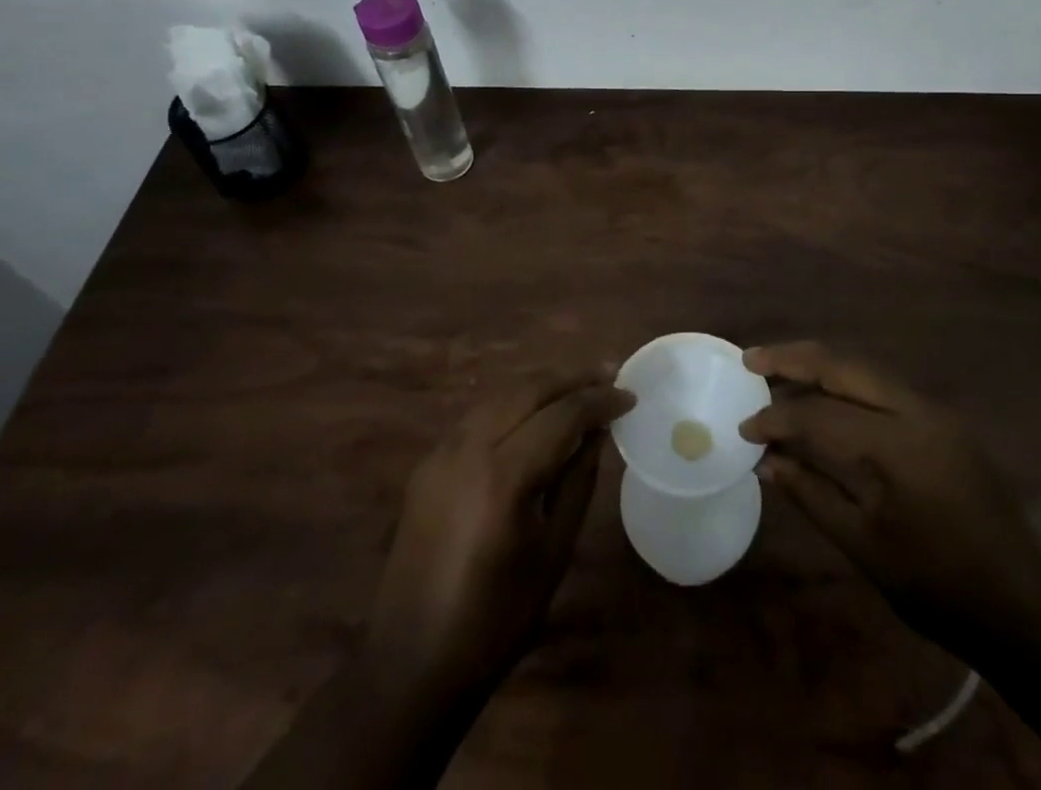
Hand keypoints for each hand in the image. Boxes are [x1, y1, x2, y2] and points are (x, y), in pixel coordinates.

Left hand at [366, 366, 634, 696]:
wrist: (411, 665)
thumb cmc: (496, 620)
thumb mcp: (553, 551)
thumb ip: (578, 481)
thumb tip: (597, 432)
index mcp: (503, 477)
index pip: (561, 415)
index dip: (598, 400)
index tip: (629, 396)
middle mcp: (468, 450)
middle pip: (528, 390)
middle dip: (572, 379)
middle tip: (608, 375)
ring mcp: (441, 453)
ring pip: (500, 395)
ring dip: (542, 386)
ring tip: (578, 388)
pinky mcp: (427, 464)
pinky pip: (478, 416)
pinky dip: (513, 404)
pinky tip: (534, 413)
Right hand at [740, 342, 1040, 657]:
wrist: (1019, 600)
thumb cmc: (935, 585)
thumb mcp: (863, 547)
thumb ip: (811, 494)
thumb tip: (767, 461)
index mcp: (894, 447)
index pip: (819, 414)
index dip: (776, 418)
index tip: (744, 427)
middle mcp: (915, 411)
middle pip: (843, 365)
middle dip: (793, 358)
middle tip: (751, 359)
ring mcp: (934, 410)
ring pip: (864, 368)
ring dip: (820, 366)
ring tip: (778, 370)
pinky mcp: (943, 418)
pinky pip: (884, 387)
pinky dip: (847, 384)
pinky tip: (824, 396)